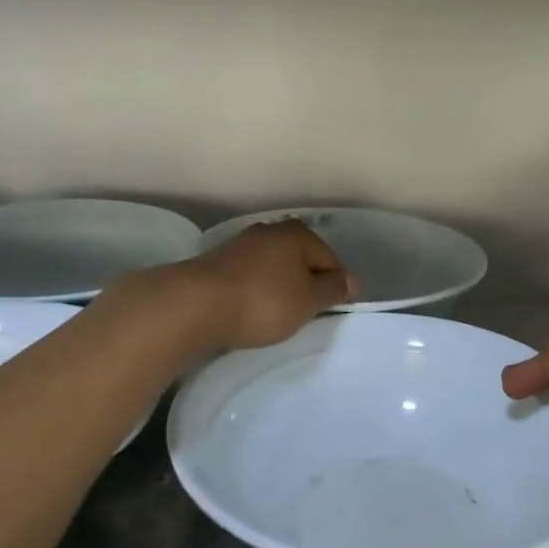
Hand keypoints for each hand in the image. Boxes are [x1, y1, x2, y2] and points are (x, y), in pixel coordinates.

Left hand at [183, 220, 355, 350]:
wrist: (195, 306)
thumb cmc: (263, 302)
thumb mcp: (308, 301)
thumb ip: (333, 289)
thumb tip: (353, 279)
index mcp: (298, 234)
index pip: (330, 260)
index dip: (335, 287)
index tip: (330, 312)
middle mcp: (270, 231)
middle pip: (301, 260)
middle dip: (306, 285)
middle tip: (305, 315)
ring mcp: (241, 244)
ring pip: (274, 268)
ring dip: (279, 288)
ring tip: (276, 316)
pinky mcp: (218, 262)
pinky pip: (250, 277)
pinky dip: (256, 291)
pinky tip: (251, 310)